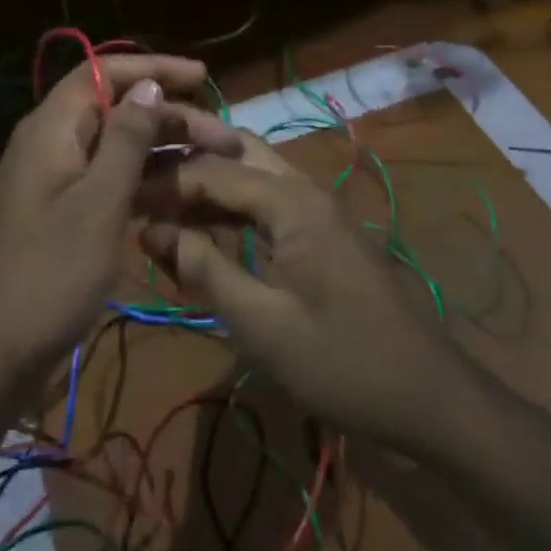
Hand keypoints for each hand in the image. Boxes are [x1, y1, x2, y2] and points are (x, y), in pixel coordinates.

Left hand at [0, 54, 239, 384]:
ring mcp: (55, 183)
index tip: (203, 76)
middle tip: (227, 140)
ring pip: (116, 150)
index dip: (154, 68)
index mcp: (52, 129)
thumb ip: (125, 139)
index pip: (104, 73)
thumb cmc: (48, 274)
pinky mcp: (62, 216)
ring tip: (214, 168)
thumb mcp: (98, 203)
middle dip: (171, 117)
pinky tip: (180, 202)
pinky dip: (143, 186)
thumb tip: (149, 84)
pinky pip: (108, 185)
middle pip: (116, 110)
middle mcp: (52, 145)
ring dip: (163, 154)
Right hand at [141, 133, 458, 448]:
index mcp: (291, 202)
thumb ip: (206, 270)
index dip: (163, 182)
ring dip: (207, 183)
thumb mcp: (264, 325)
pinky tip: (202, 230)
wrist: (431, 398)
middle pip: (234, 152)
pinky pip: (267, 203)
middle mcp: (304, 190)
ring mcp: (317, 210)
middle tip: (139, 178)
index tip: (120, 196)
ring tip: (158, 201)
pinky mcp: (322, 233)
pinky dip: (231, 209)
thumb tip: (153, 230)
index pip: (212, 171)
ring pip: (251, 174)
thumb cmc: (344, 364)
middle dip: (186, 161)